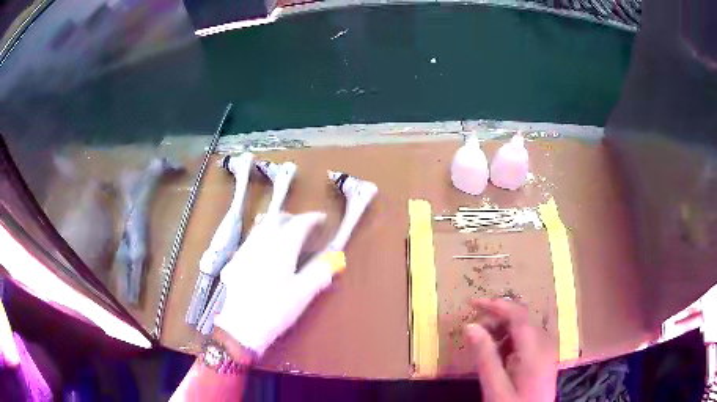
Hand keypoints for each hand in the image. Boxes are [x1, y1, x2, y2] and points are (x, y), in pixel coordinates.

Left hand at [214, 212, 335, 356]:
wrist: (242, 325)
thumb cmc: (275, 310)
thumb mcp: (302, 294)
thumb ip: (319, 273)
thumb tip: (334, 260)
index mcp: (281, 249)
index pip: (298, 224)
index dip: (312, 218)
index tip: (322, 219)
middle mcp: (262, 243)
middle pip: (276, 219)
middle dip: (292, 217)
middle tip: (304, 225)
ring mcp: (246, 250)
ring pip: (261, 226)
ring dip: (276, 223)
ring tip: (286, 232)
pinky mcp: (236, 261)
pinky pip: (251, 239)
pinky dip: (263, 235)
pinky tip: (265, 249)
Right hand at [465, 298, 556, 401]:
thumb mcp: (495, 388)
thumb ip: (485, 357)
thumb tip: (471, 326)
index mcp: (534, 350)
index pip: (518, 315)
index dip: (496, 304)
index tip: (472, 303)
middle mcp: (545, 344)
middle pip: (522, 320)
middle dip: (497, 319)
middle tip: (474, 331)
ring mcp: (547, 351)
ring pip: (525, 329)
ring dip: (503, 330)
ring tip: (483, 344)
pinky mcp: (545, 359)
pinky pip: (528, 341)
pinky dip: (511, 341)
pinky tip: (499, 356)